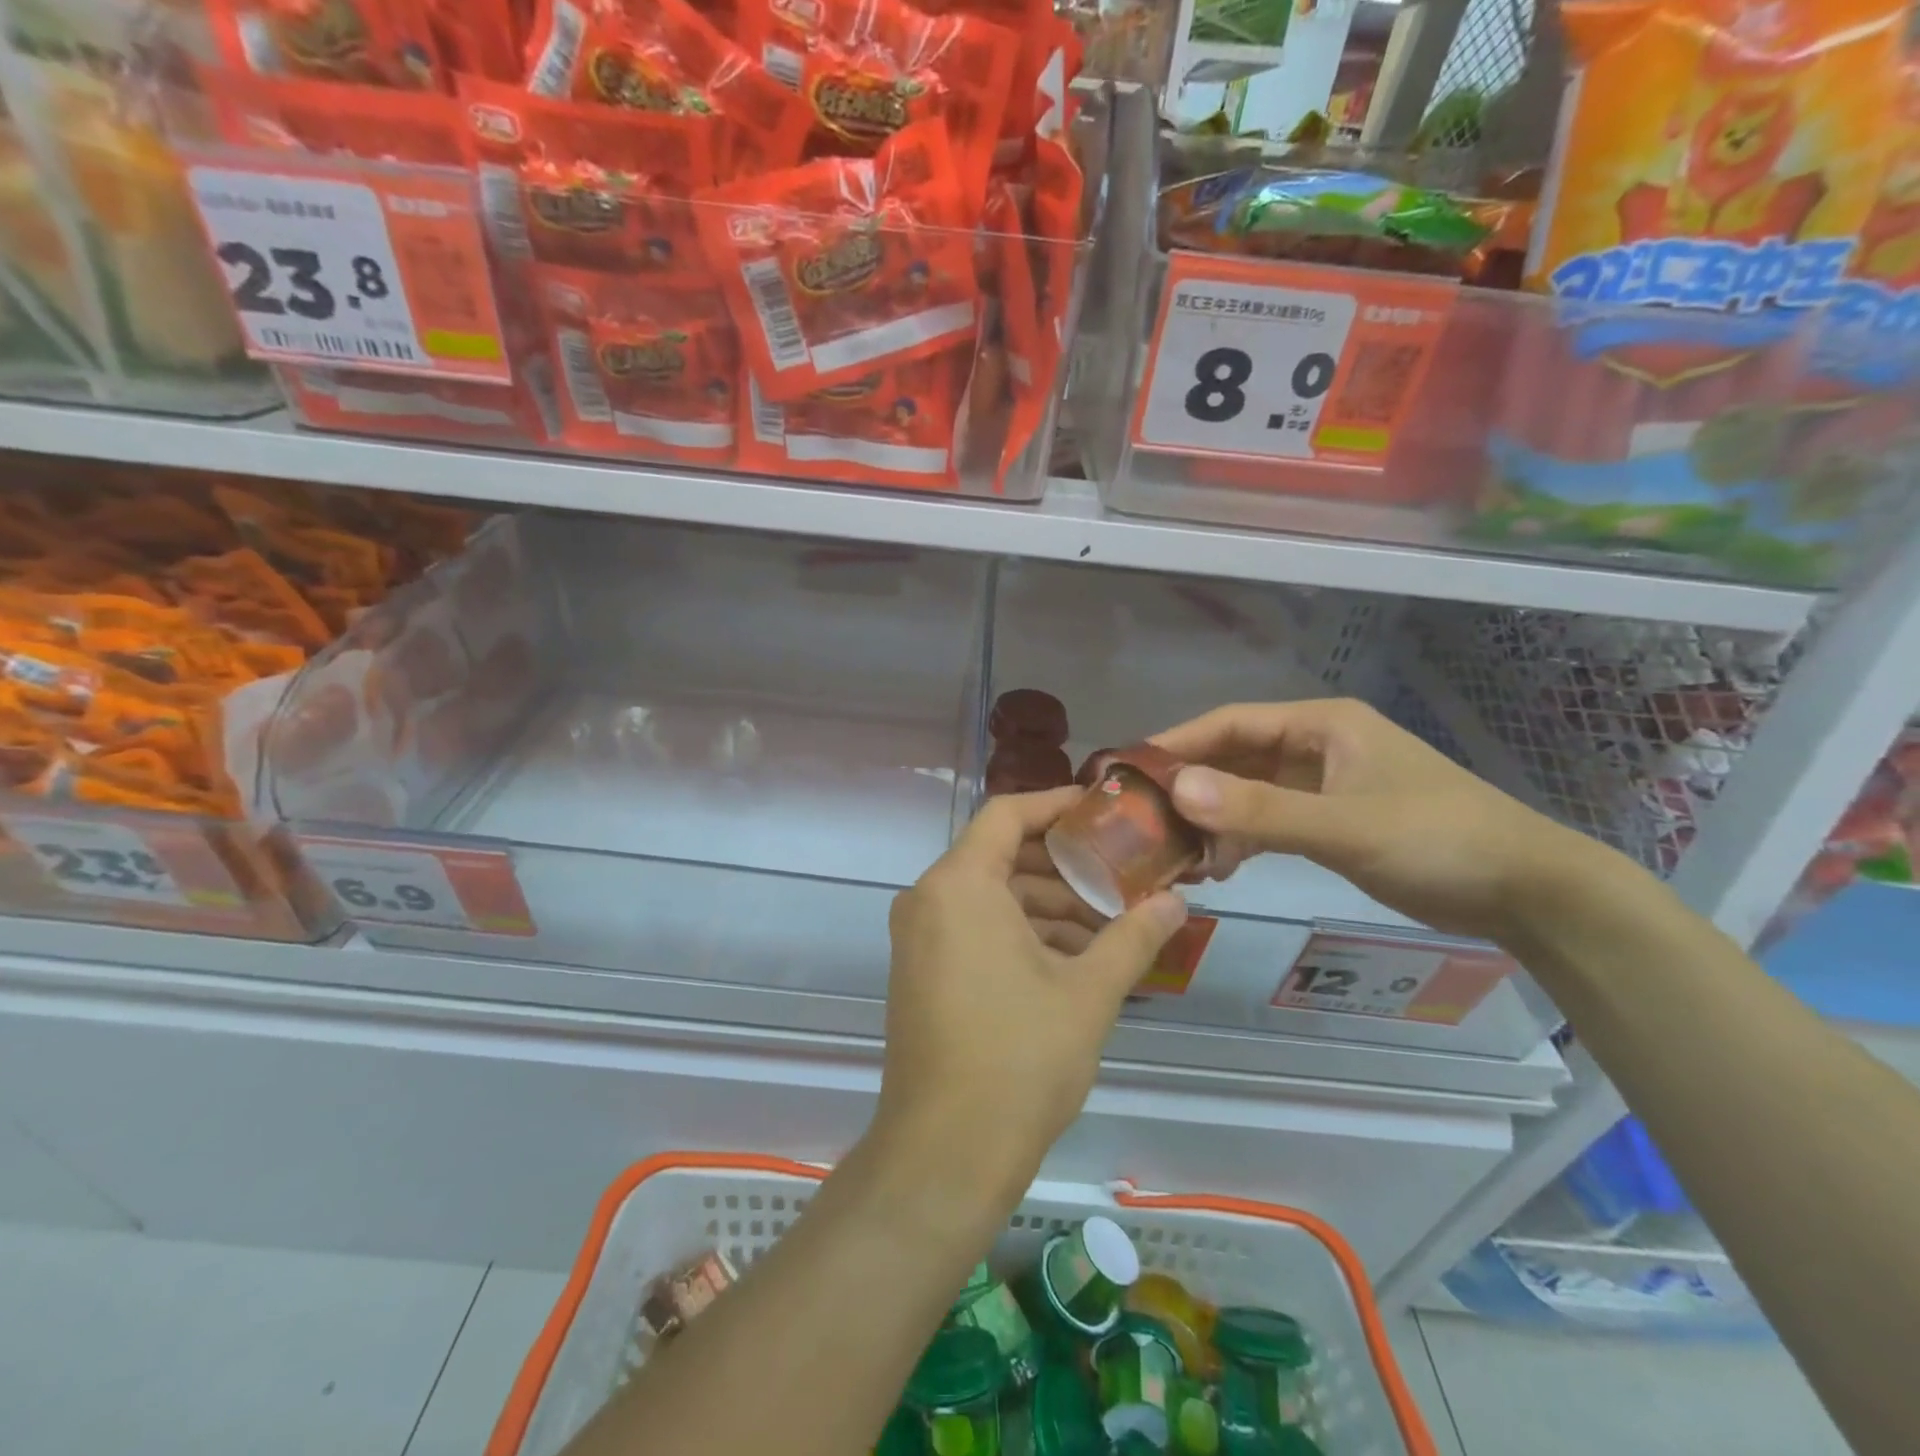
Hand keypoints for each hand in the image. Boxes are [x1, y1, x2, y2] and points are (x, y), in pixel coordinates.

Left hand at [878, 789, 1186, 1201]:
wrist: (945, 1153)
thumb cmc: (1019, 1057)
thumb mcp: (1088, 992)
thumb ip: (1133, 936)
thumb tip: (1177, 901)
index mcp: (959, 885)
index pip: (1007, 814)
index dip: (1057, 806)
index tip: (1104, 811)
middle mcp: (929, 899)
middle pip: (1002, 857)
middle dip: (1064, 867)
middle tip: (1122, 876)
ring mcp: (920, 938)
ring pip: (991, 898)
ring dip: (1048, 907)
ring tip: (1110, 928)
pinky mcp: (922, 973)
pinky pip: (975, 929)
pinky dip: (1021, 934)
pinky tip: (1073, 961)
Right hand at [1152, 699, 1608, 943]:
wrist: (1527, 891)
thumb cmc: (1438, 840)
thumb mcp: (1345, 826)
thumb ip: (1261, 811)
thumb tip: (1176, 789)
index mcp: (1320, 725)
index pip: (1229, 723)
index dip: (1177, 744)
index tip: (1128, 771)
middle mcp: (1315, 745)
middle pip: (1233, 757)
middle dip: (1190, 787)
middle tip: (1141, 820)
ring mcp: (1323, 784)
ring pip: (1247, 792)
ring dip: (1212, 819)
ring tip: (1175, 853)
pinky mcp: (1331, 819)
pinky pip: (1268, 820)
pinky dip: (1240, 839)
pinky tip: (1217, 866)